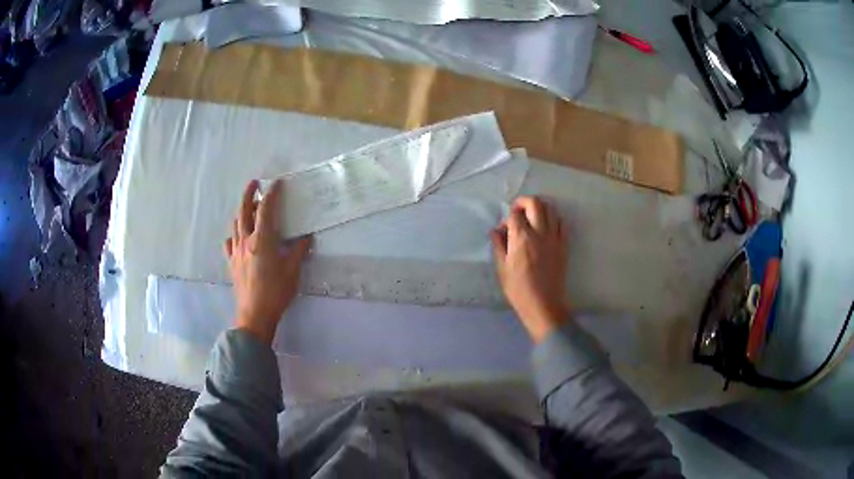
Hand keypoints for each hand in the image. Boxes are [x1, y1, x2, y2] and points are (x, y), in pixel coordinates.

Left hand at [225, 179, 310, 345]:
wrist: (254, 314)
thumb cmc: (276, 292)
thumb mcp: (293, 271)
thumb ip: (298, 252)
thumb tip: (306, 237)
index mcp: (262, 240)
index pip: (266, 209)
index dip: (271, 194)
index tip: (277, 183)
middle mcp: (246, 241)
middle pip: (244, 210)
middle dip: (249, 193)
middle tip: (254, 183)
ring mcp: (236, 251)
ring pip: (236, 224)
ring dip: (242, 212)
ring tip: (250, 208)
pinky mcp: (231, 262)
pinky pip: (230, 242)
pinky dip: (234, 234)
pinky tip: (239, 237)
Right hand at [491, 197, 569, 342]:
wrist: (543, 304)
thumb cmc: (518, 289)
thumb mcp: (502, 268)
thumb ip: (499, 245)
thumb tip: (496, 230)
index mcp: (521, 238)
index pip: (515, 214)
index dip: (508, 216)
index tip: (505, 228)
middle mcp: (540, 232)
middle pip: (535, 203)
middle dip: (524, 202)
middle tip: (518, 211)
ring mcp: (555, 238)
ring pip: (551, 209)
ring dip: (540, 208)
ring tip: (533, 218)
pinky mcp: (564, 245)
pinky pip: (561, 223)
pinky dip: (553, 219)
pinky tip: (547, 228)